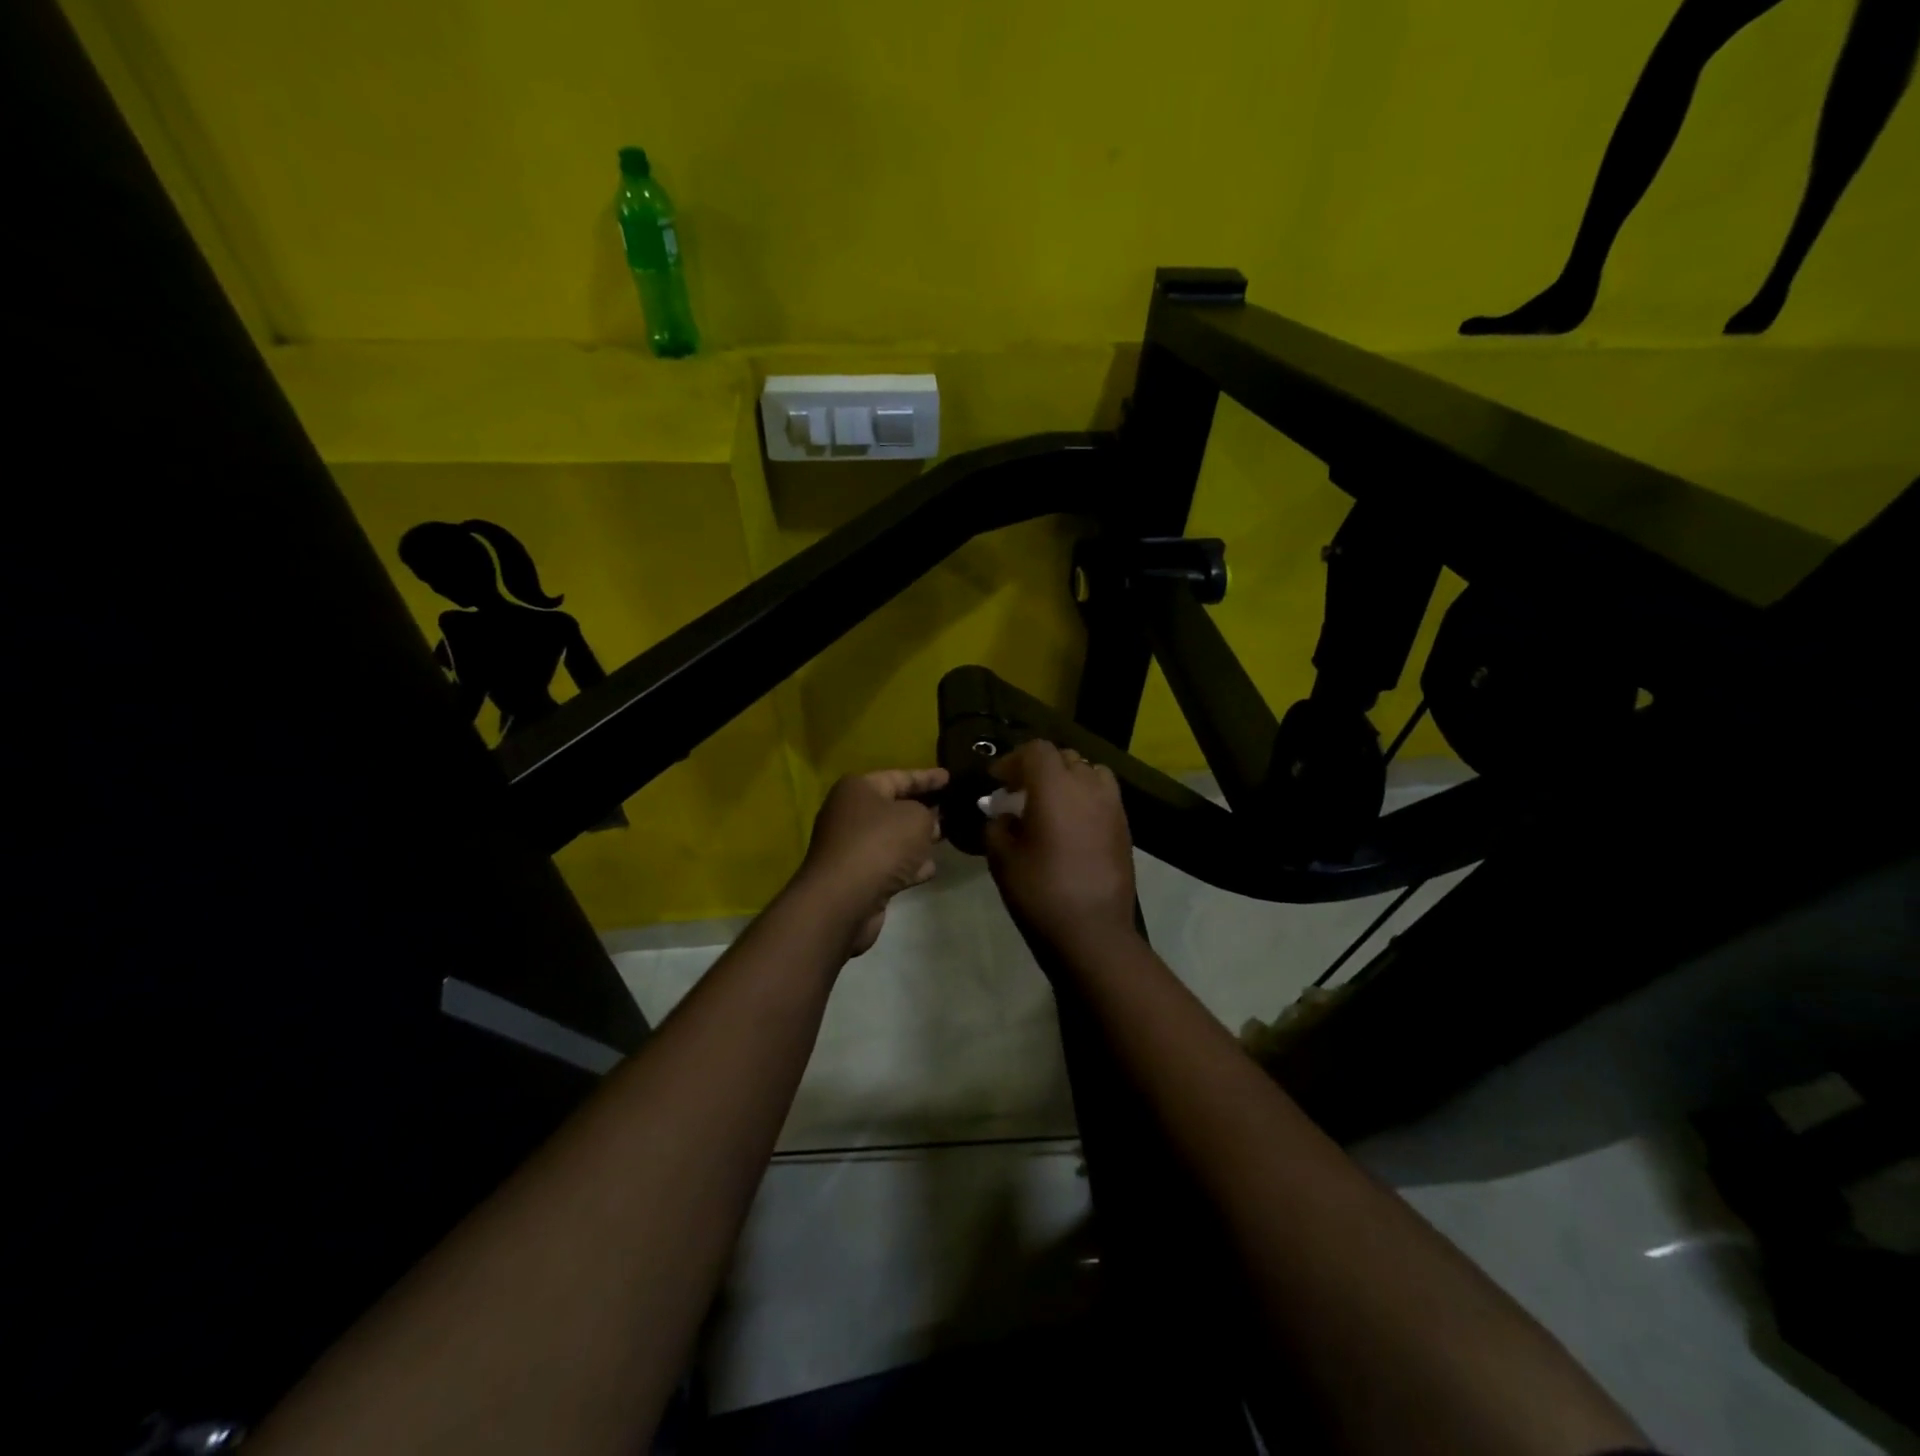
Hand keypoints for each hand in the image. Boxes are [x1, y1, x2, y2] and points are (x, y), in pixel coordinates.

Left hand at [795, 768, 947, 955]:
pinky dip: (908, 865)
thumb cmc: (880, 844)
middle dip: (923, 809)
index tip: (950, 777)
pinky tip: (929, 869)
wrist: (844, 898)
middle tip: (950, 809)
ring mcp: (850, 847)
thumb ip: (928, 814)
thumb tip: (928, 823)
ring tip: (945, 838)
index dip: (927, 777)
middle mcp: (849, 814)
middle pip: (894, 807)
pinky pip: (888, 863)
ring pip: (892, 838)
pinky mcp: (855, 876)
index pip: (900, 777)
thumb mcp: (916, 818)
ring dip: (916, 840)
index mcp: (858, 789)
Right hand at [984, 741, 1137, 954]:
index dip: (1012, 760)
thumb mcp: (1002, 858)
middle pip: (1064, 757)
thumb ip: (997, 826)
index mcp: (1055, 787)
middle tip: (1020, 791)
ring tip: (1051, 802)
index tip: (997, 781)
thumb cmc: (1040, 892)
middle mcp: (1088, 786)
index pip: (1036, 750)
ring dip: (1068, 778)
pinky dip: (1086, 797)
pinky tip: (1072, 825)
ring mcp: (1112, 806)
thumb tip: (1004, 815)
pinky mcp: (1125, 827)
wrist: (1093, 932)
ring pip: (1090, 771)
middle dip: (1039, 767)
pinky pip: (1104, 795)